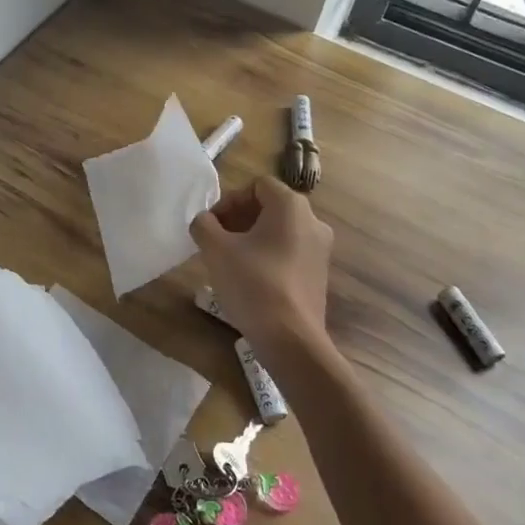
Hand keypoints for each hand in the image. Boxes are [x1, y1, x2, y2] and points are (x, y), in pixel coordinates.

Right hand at [190, 175, 333, 353]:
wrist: (290, 339)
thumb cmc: (253, 283)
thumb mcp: (216, 249)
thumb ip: (204, 225)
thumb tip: (205, 222)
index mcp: (291, 206)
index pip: (257, 185)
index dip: (229, 200)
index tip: (212, 226)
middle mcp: (313, 221)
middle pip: (269, 207)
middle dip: (238, 219)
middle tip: (216, 242)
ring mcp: (320, 250)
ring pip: (278, 231)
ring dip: (251, 239)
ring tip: (229, 262)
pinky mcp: (318, 274)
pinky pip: (288, 252)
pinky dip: (267, 256)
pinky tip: (249, 280)